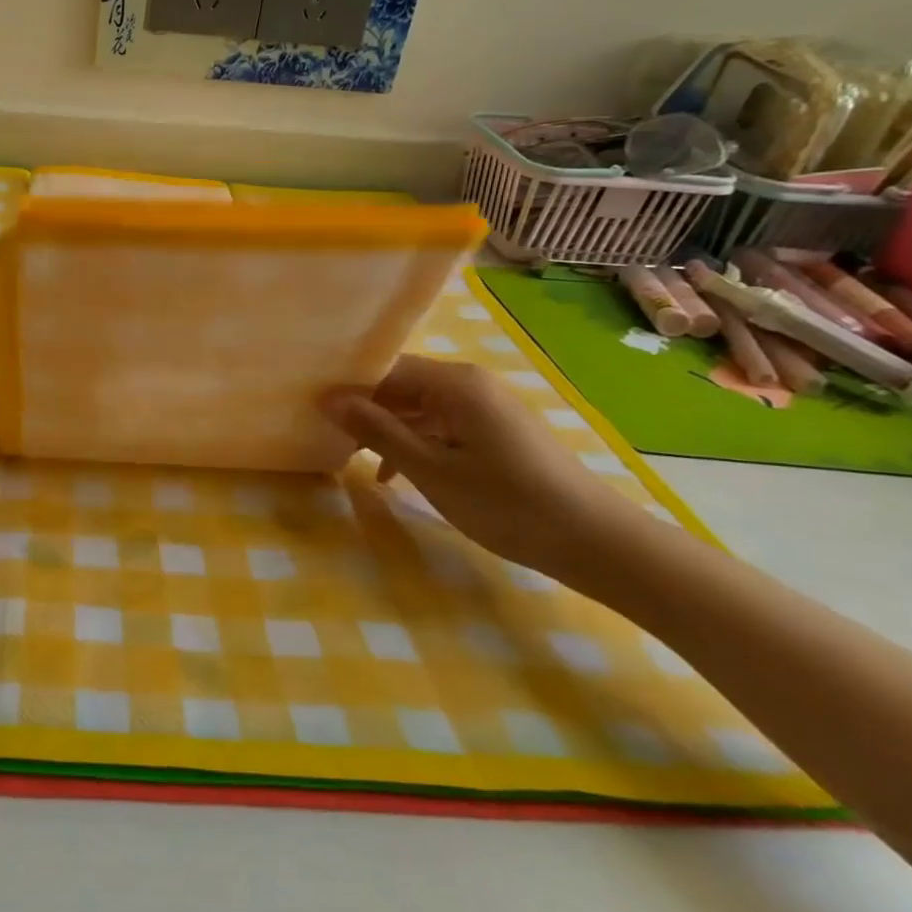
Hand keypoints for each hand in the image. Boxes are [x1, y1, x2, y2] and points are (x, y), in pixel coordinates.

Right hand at [321, 355, 637, 579]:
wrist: (596, 542)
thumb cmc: (506, 503)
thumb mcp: (431, 469)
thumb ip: (378, 430)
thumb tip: (328, 398)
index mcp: (455, 383)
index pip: (385, 368)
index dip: (348, 388)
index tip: (315, 410)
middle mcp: (471, 383)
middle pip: (402, 385)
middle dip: (366, 410)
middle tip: (327, 434)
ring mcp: (487, 406)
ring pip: (420, 407)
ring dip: (389, 430)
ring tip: (354, 457)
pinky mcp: (497, 430)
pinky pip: (442, 424)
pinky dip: (417, 442)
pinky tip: (396, 474)